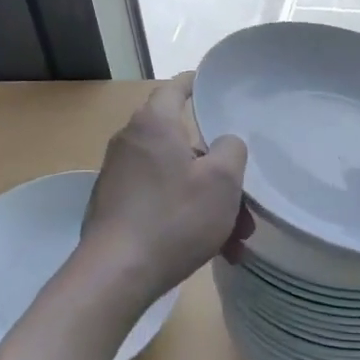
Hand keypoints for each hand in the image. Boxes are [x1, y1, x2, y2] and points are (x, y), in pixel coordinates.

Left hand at [77, 75, 248, 308]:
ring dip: (208, 203)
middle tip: (244, 200)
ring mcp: (119, 177)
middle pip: (183, 144)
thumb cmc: (174, 218)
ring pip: (176, 179)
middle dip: (219, 173)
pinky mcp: (115, 208)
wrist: (115, 275)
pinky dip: (186, 217)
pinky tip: (212, 250)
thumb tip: (224, 144)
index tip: (210, 85)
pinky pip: (160, 201)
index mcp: (154, 125)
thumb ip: (231, 150)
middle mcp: (131, 143)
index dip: (195, 84)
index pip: (174, 89)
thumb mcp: (221, 181)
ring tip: (236, 240)